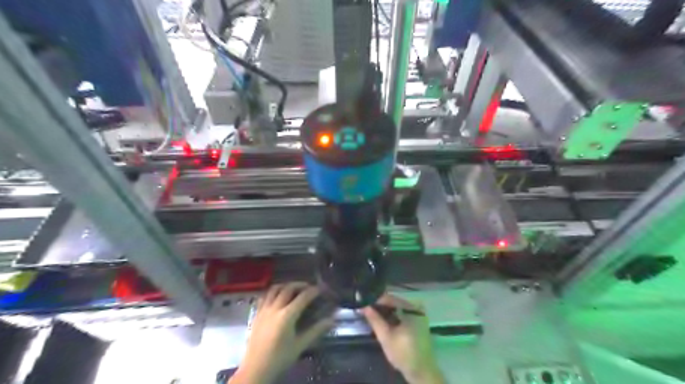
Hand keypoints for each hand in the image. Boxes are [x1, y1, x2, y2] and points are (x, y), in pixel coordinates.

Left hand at [229, 281, 334, 383]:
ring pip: (275, 289)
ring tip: (294, 288)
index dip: (313, 291)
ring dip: (286, 285)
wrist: (256, 369)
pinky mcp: (256, 313)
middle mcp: (275, 308)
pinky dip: (273, 292)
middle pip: (288, 288)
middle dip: (300, 285)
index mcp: (287, 316)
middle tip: (309, 287)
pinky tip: (278, 296)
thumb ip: (316, 330)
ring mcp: (264, 310)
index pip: (303, 297)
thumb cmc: (280, 358)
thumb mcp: (300, 345)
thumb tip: (332, 320)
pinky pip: (265, 296)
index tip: (321, 289)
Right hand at [361, 294, 447, 383]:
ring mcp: (418, 313)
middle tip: (367, 310)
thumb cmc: (403, 354)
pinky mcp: (419, 319)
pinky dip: (394, 314)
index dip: (374, 300)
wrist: (422, 370)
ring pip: (397, 306)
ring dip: (386, 310)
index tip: (364, 304)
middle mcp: (415, 307)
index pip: (388, 298)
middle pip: (393, 301)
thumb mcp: (385, 337)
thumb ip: (374, 320)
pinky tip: (385, 320)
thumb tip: (364, 306)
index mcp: (409, 309)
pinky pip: (403, 311)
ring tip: (374, 315)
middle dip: (380, 305)